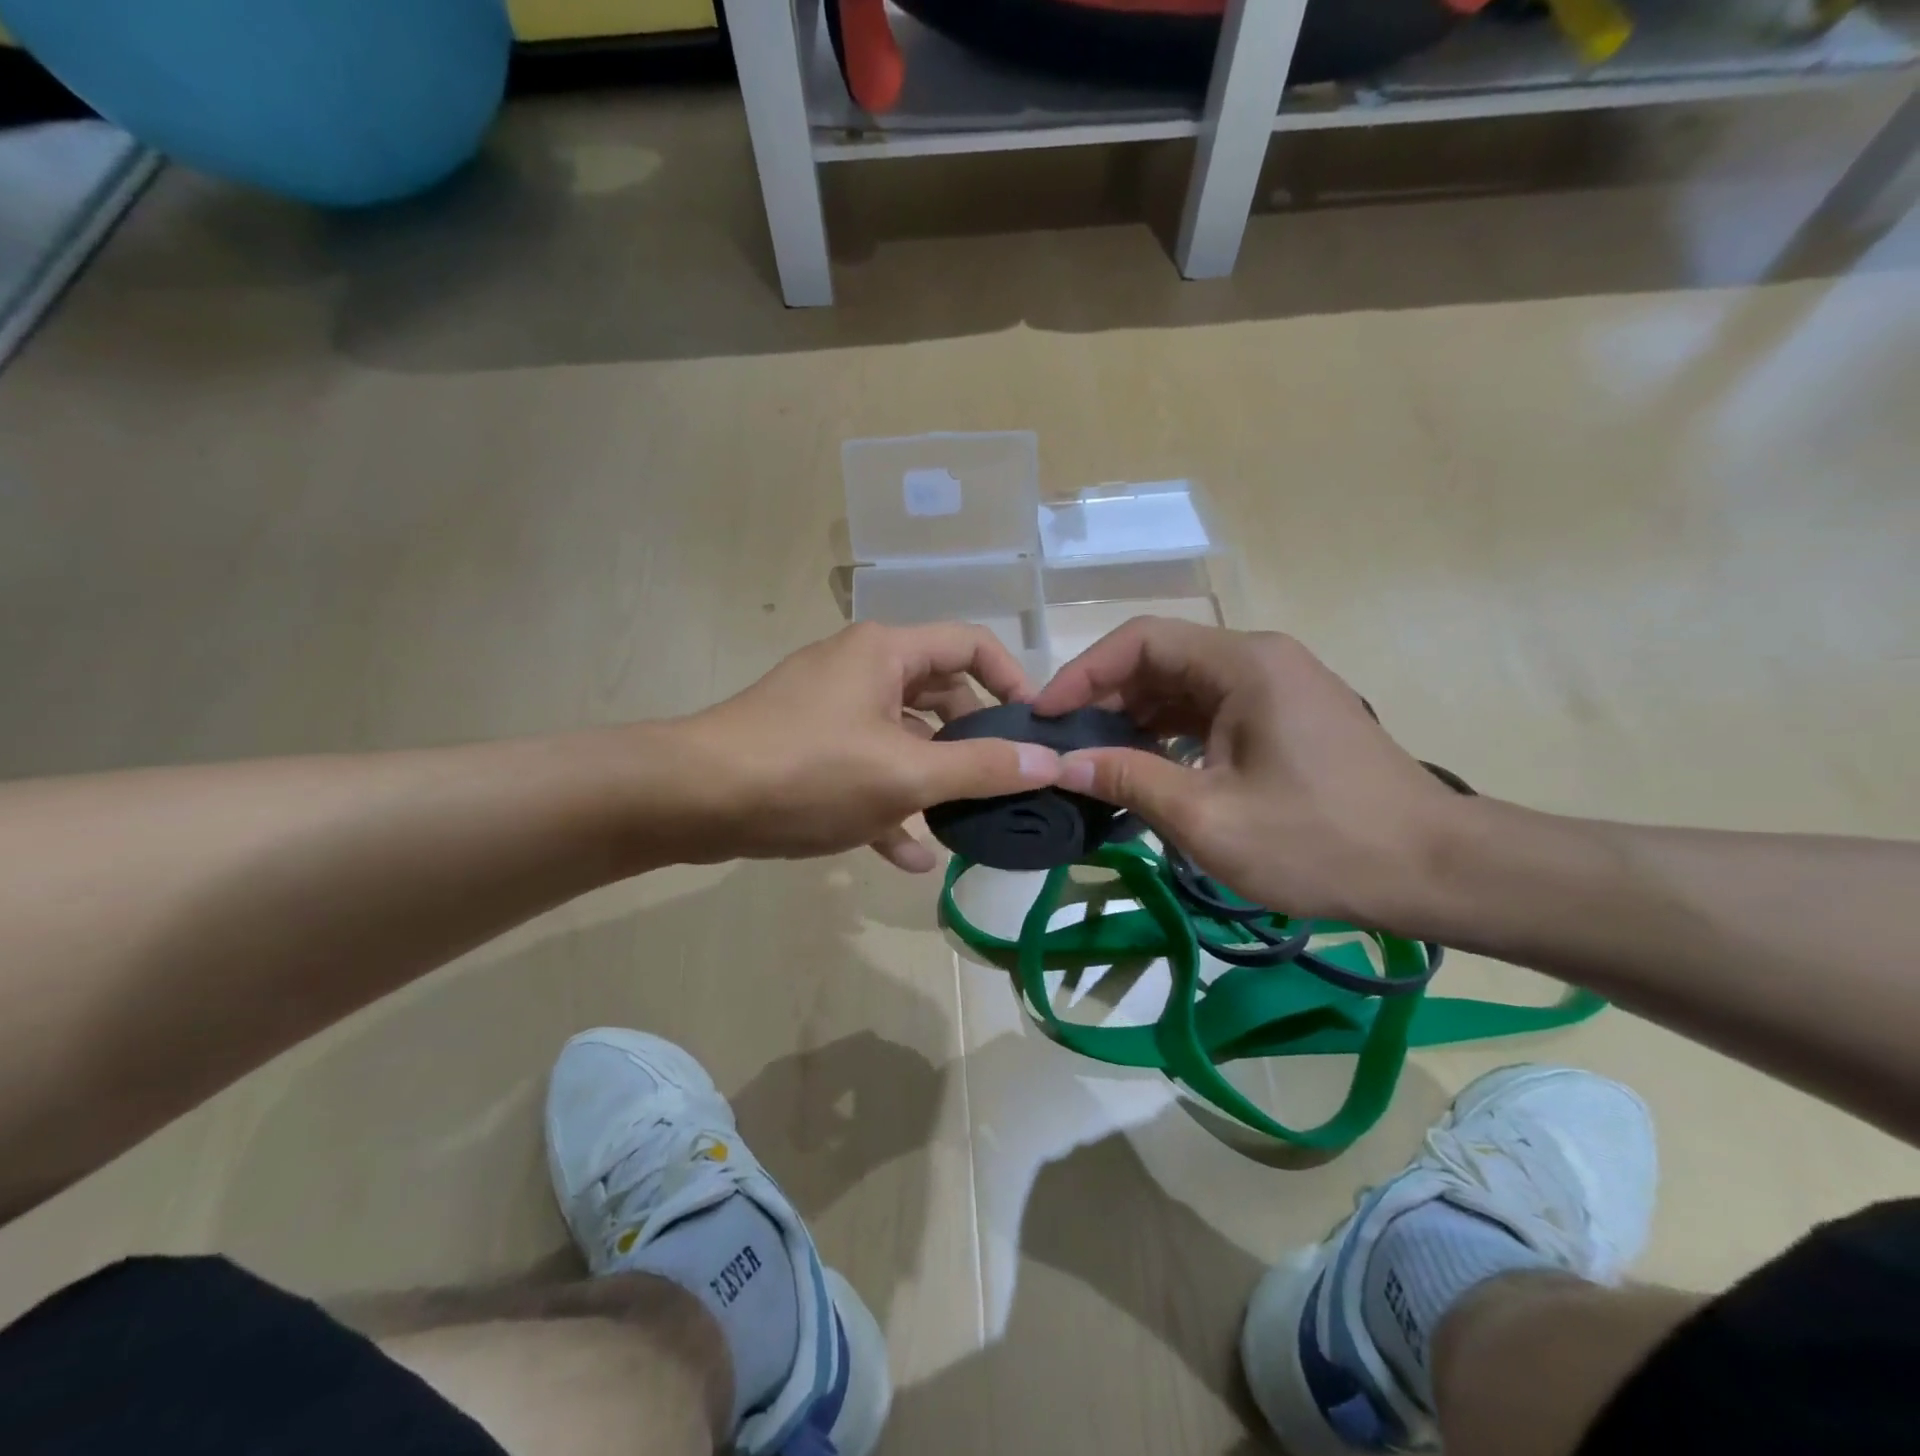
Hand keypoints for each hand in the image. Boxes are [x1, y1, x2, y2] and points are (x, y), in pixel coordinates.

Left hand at [683, 622, 1061, 871]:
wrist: (692, 800)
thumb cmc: (809, 771)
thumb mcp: (905, 773)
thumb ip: (981, 768)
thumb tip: (1050, 761)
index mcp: (886, 653)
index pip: (970, 645)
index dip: (1011, 680)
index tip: (1035, 729)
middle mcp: (860, 670)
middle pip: (938, 695)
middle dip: (973, 740)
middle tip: (1004, 782)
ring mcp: (830, 711)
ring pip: (902, 738)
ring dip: (933, 779)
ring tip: (967, 822)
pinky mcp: (808, 750)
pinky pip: (865, 770)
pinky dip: (890, 804)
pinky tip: (911, 858)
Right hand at [1031, 617, 1464, 927]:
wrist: (1436, 871)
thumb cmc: (1320, 842)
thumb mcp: (1208, 817)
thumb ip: (1127, 779)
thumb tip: (1062, 762)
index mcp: (1242, 664)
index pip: (1140, 641)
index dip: (1083, 673)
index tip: (1044, 716)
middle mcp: (1258, 659)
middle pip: (1160, 659)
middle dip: (1105, 698)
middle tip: (1063, 744)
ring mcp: (1276, 687)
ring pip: (1183, 686)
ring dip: (1135, 718)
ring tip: (1094, 759)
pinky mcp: (1285, 717)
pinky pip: (1210, 710)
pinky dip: (1170, 734)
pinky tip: (1146, 768)